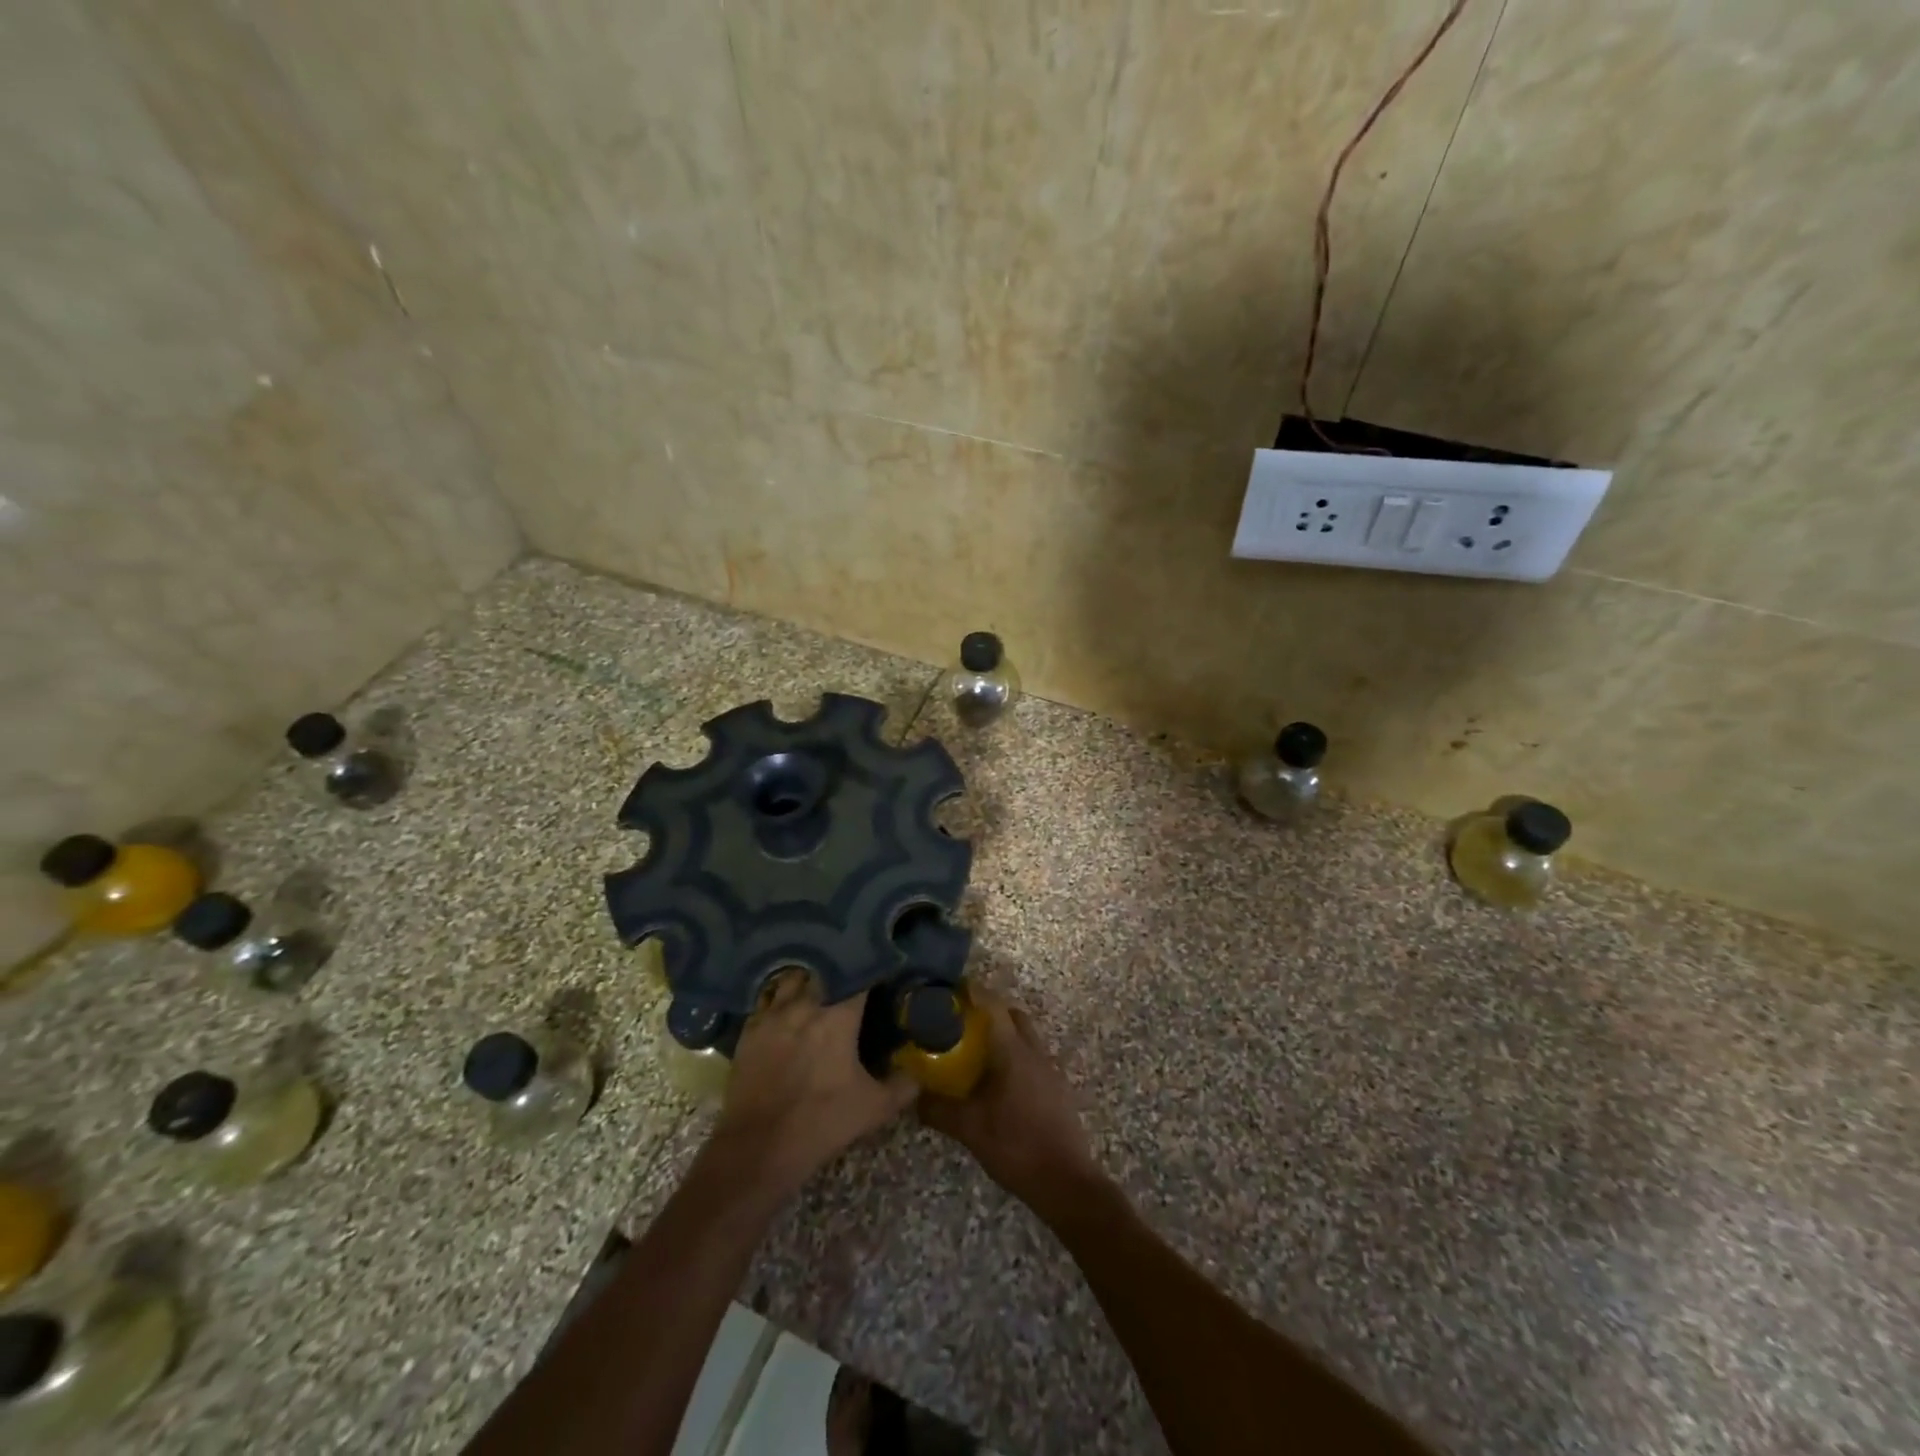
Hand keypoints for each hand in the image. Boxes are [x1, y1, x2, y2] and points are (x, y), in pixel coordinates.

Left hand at [714, 973, 915, 1197]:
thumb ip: (901, 1087)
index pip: (860, 976)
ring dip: (807, 980)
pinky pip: (767, 1000)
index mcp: (838, 1016)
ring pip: (793, 979)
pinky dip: (780, 999)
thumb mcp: (873, 1109)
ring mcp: (772, 1014)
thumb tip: (916, 1074)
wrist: (757, 1148)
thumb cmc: (820, 1123)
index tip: (882, 973)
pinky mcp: (749, 1030)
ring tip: (818, 988)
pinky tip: (787, 1010)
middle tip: (850, 982)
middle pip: (824, 969)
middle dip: (839, 971)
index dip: (872, 970)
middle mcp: (804, 1004)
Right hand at [918, 995, 1107, 1220]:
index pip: (993, 1006)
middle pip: (1013, 1015)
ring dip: (1004, 1034)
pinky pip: (1032, 1058)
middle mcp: (1034, 1052)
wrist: (1067, 1182)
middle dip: (990, 1011)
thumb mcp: (970, 1129)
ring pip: (1025, 1036)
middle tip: (962, 1021)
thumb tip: (914, 1097)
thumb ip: (939, 1110)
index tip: (951, 988)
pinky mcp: (1056, 1089)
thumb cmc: (1016, 1146)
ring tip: (976, 1051)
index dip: (973, 991)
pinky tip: (998, 1082)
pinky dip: (1014, 1057)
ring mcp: (1049, 1070)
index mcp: (1013, 1051)